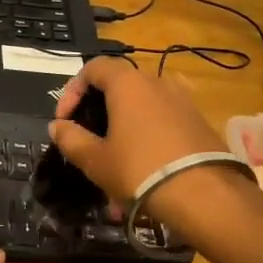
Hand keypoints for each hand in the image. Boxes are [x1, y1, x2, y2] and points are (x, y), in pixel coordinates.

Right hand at [50, 58, 244, 226]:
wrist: (204, 195)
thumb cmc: (139, 170)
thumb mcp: (95, 159)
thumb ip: (71, 138)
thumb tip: (58, 126)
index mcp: (128, 83)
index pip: (93, 67)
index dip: (73, 90)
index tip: (65, 120)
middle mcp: (157, 82)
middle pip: (119, 88)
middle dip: (99, 115)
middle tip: (89, 144)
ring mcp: (182, 100)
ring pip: (142, 109)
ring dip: (124, 132)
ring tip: (116, 168)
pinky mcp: (200, 121)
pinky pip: (164, 123)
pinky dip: (148, 139)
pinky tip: (145, 172)